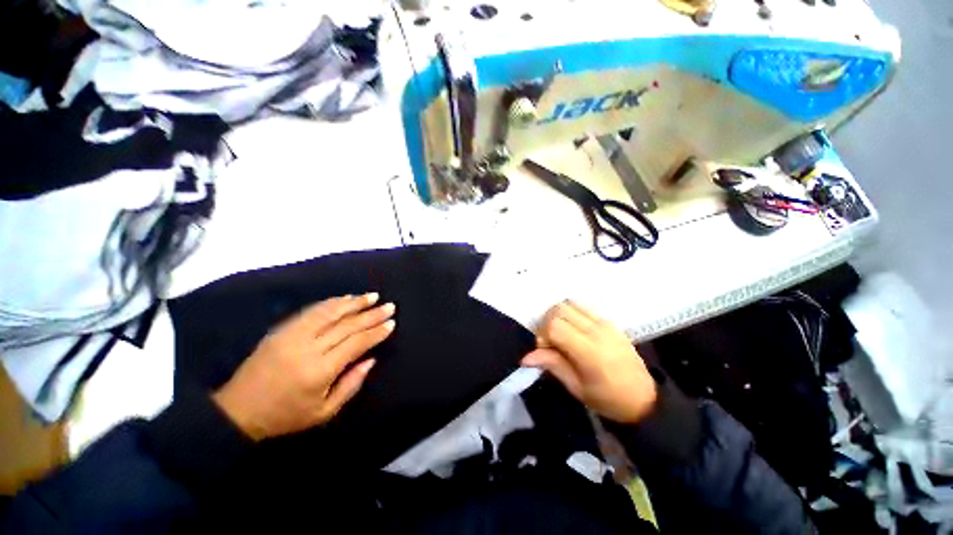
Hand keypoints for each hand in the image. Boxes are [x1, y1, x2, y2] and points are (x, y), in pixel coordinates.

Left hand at [212, 293, 394, 440]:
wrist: (239, 411)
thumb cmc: (286, 416)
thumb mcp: (324, 412)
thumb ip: (351, 385)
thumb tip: (371, 359)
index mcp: (320, 371)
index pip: (356, 343)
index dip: (376, 332)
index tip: (391, 323)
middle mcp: (308, 348)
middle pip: (347, 325)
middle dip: (371, 314)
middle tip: (389, 306)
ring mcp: (292, 336)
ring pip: (329, 312)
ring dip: (354, 302)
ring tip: (372, 296)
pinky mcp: (282, 330)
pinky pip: (311, 311)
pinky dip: (331, 303)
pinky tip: (345, 298)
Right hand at [521, 301, 656, 423]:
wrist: (644, 398)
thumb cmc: (608, 399)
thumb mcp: (577, 388)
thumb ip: (552, 365)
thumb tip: (525, 357)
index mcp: (589, 352)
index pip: (555, 326)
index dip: (542, 335)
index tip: (545, 350)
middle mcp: (596, 331)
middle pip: (559, 309)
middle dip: (547, 322)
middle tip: (550, 342)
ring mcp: (604, 322)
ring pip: (569, 303)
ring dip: (558, 315)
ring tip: (560, 334)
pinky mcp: (608, 320)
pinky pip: (582, 307)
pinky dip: (570, 313)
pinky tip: (573, 330)